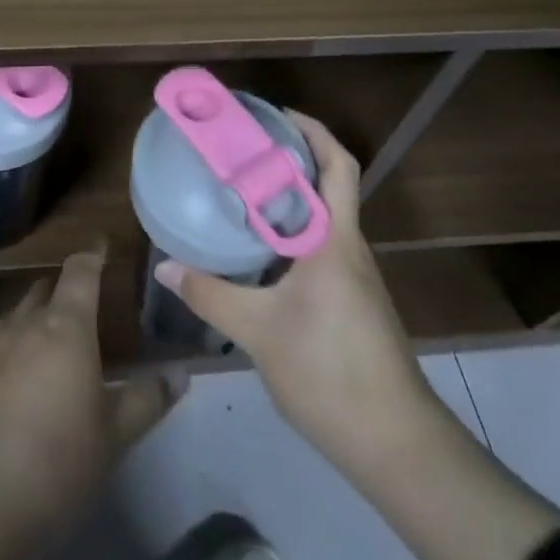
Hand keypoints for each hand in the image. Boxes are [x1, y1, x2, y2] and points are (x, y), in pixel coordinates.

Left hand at [0, 246, 183, 535]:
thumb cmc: (54, 462)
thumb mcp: (113, 436)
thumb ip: (147, 399)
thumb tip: (181, 373)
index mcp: (65, 327)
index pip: (80, 272)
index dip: (93, 254)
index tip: (103, 244)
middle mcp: (25, 325)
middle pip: (46, 290)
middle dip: (65, 289)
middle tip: (86, 303)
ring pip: (19, 317)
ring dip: (38, 318)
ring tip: (54, 341)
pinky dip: (14, 349)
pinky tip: (19, 381)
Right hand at [154, 112, 443, 478]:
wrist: (395, 444)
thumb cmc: (329, 371)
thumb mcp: (258, 331)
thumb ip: (210, 294)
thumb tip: (164, 268)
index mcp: (335, 239)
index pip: (336, 165)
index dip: (311, 131)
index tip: (273, 115)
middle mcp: (350, 247)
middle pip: (328, 184)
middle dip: (290, 158)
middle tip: (241, 148)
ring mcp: (355, 277)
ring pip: (323, 218)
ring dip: (289, 197)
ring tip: (240, 191)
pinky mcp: (353, 302)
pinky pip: (320, 248)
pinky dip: (291, 233)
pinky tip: (259, 251)